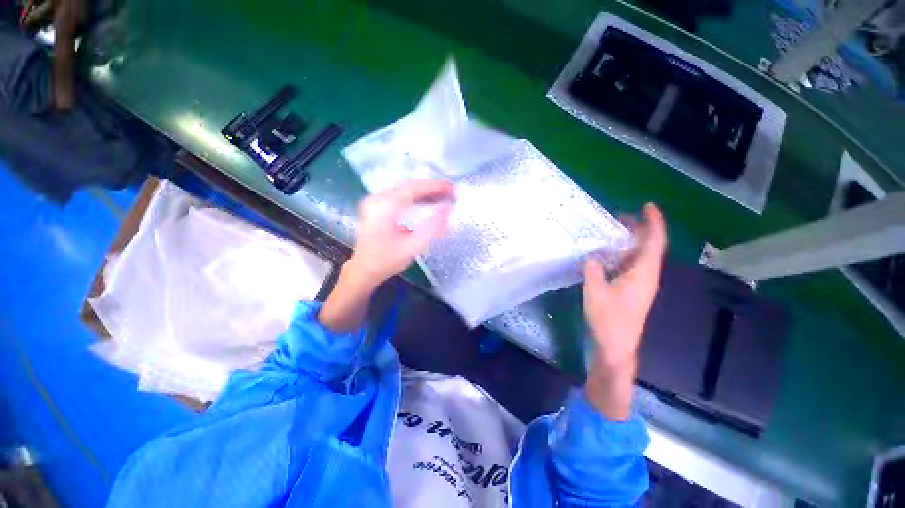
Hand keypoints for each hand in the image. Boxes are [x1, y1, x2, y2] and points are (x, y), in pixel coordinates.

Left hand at [346, 179, 453, 287]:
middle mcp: (376, 200)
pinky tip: (425, 200)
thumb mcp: (411, 247)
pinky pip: (398, 194)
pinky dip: (414, 195)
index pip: (411, 189)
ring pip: (402, 188)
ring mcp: (374, 201)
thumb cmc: (386, 261)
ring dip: (422, 190)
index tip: (450, 187)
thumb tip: (448, 210)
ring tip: (441, 194)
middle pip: (406, 185)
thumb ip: (431, 228)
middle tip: (448, 190)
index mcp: (383, 208)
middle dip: (429, 186)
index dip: (432, 186)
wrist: (363, 270)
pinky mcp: (376, 206)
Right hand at [583, 204, 666, 419]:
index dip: (653, 223)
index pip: (654, 242)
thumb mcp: (595, 292)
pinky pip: (630, 266)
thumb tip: (591, 256)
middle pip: (648, 247)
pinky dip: (621, 255)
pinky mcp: (632, 290)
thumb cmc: (608, 319)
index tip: (647, 206)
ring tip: (611, 232)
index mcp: (643, 274)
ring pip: (639, 256)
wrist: (616, 346)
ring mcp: (640, 284)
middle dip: (638, 230)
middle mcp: (646, 276)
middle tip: (619, 217)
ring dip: (628, 242)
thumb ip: (593, 270)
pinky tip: (606, 254)